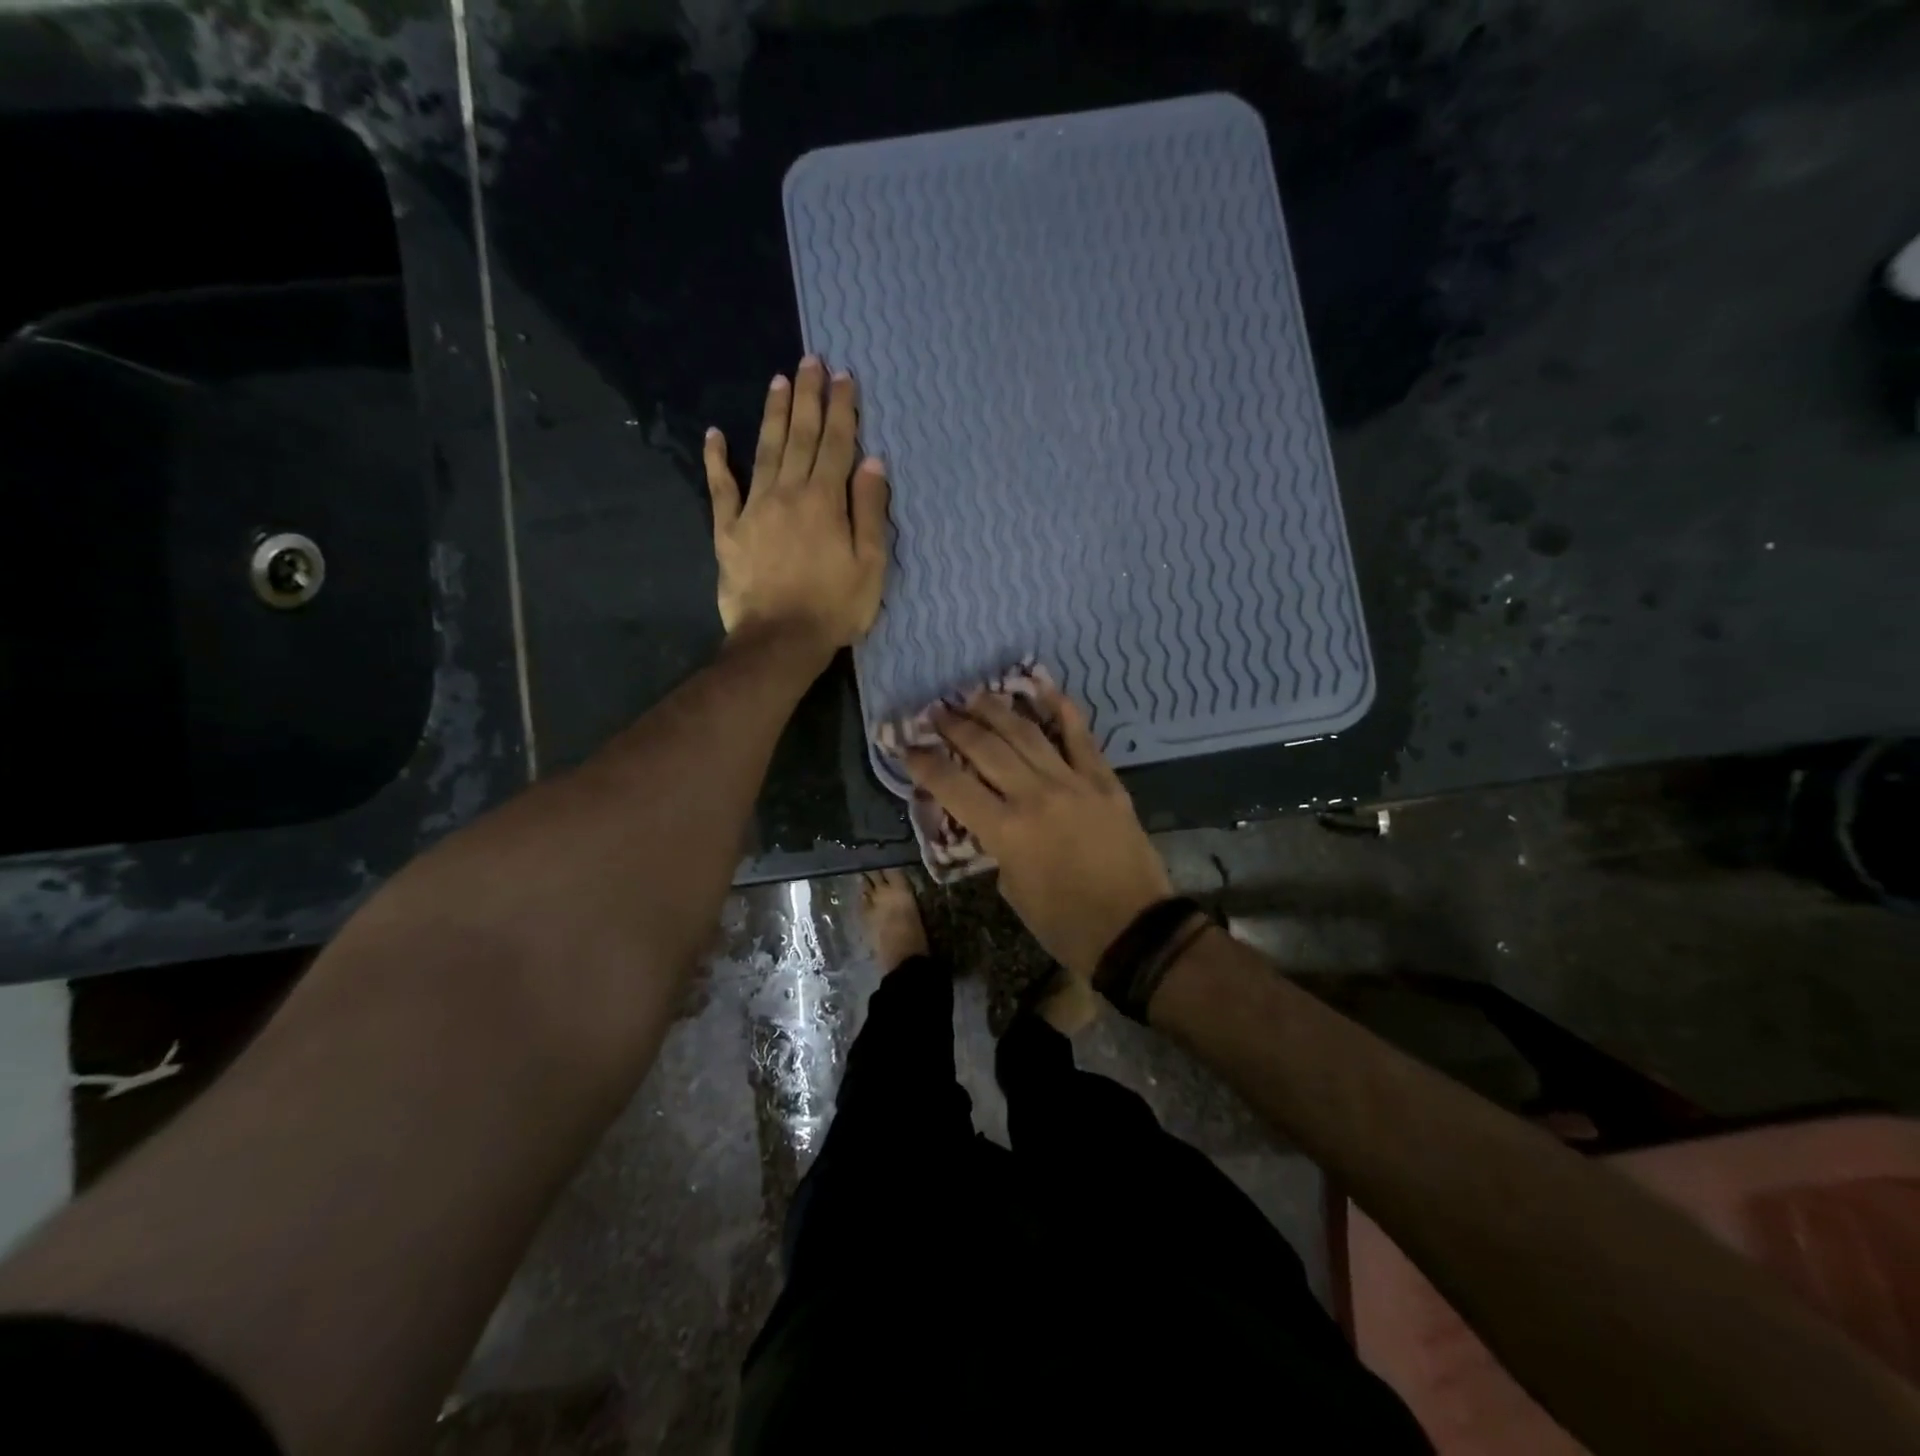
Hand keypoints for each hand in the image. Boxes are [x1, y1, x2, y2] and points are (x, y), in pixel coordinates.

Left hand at [703, 358, 890, 664]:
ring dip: (773, 414)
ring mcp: (753, 509)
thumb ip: (870, 512)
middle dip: (807, 397)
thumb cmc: (834, 608)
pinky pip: (721, 488)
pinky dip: (717, 460)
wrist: (779, 641)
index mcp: (825, 501)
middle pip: (800, 437)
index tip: (844, 377)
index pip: (837, 444)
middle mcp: (788, 493)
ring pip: (765, 451)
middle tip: (810, 361)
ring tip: (778, 381)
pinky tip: (715, 435)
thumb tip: (871, 463)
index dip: (842, 409)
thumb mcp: (870, 565)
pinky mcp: (728, 531)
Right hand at [901, 684, 1173, 980]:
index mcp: (1006, 831)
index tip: (907, 747)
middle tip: (936, 711)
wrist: (1134, 929)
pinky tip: (1043, 688)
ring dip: (996, 710)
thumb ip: (996, 845)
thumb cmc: (1064, 924)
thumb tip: (992, 817)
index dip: (924, 763)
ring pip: (1026, 734)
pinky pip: (1080, 737)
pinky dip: (1061, 709)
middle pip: (986, 748)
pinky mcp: (1104, 781)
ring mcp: (1073, 782)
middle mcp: (1034, 796)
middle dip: (955, 726)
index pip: (952, 786)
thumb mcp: (1012, 889)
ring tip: (974, 695)